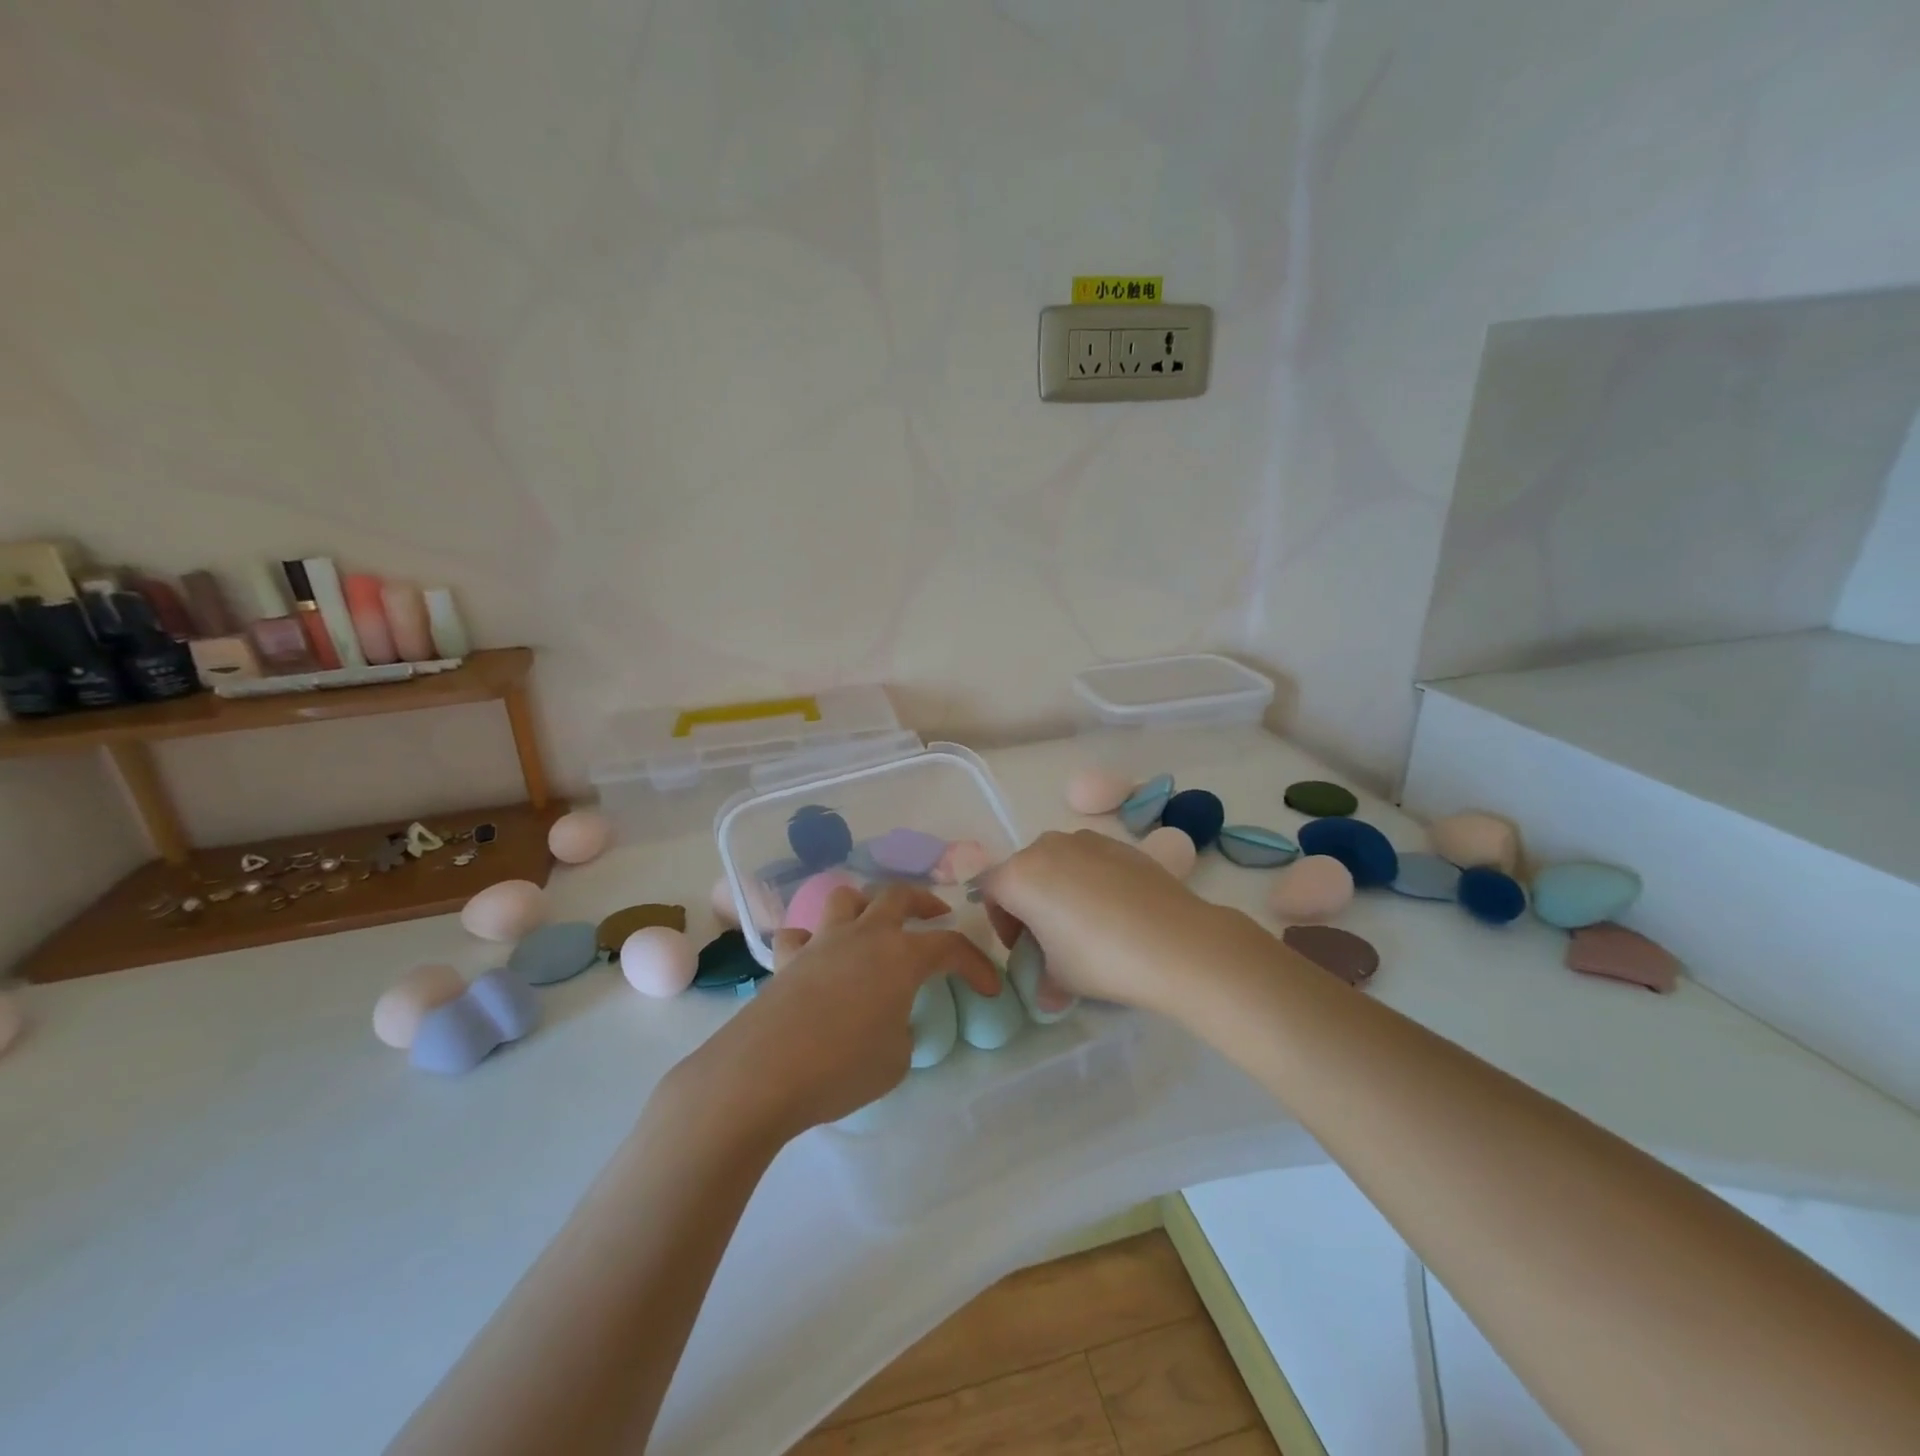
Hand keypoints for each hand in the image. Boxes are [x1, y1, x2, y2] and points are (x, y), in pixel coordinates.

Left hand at [668, 883, 1000, 1145]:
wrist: (762, 1073)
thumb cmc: (841, 1067)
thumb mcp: (896, 1060)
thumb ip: (903, 1030)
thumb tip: (891, 1019)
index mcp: (900, 956)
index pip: (950, 947)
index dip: (975, 965)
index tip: (989, 988)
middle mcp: (862, 936)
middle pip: (897, 895)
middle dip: (923, 901)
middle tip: (937, 915)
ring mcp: (820, 943)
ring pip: (845, 898)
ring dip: (866, 904)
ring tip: (873, 923)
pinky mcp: (786, 961)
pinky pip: (800, 935)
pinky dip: (811, 940)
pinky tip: (814, 958)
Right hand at [979, 829, 1253, 1014]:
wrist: (1176, 941)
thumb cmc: (1101, 959)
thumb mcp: (1061, 980)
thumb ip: (1044, 981)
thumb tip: (1047, 994)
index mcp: (1019, 875)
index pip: (989, 890)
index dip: (1001, 922)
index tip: (1024, 949)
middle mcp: (1047, 847)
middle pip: (1023, 872)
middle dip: (1029, 903)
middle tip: (1051, 939)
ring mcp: (1086, 840)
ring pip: (1057, 862)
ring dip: (1060, 888)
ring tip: (1086, 924)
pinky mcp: (1120, 844)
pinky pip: (1090, 860)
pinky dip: (1091, 880)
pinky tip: (1115, 911)